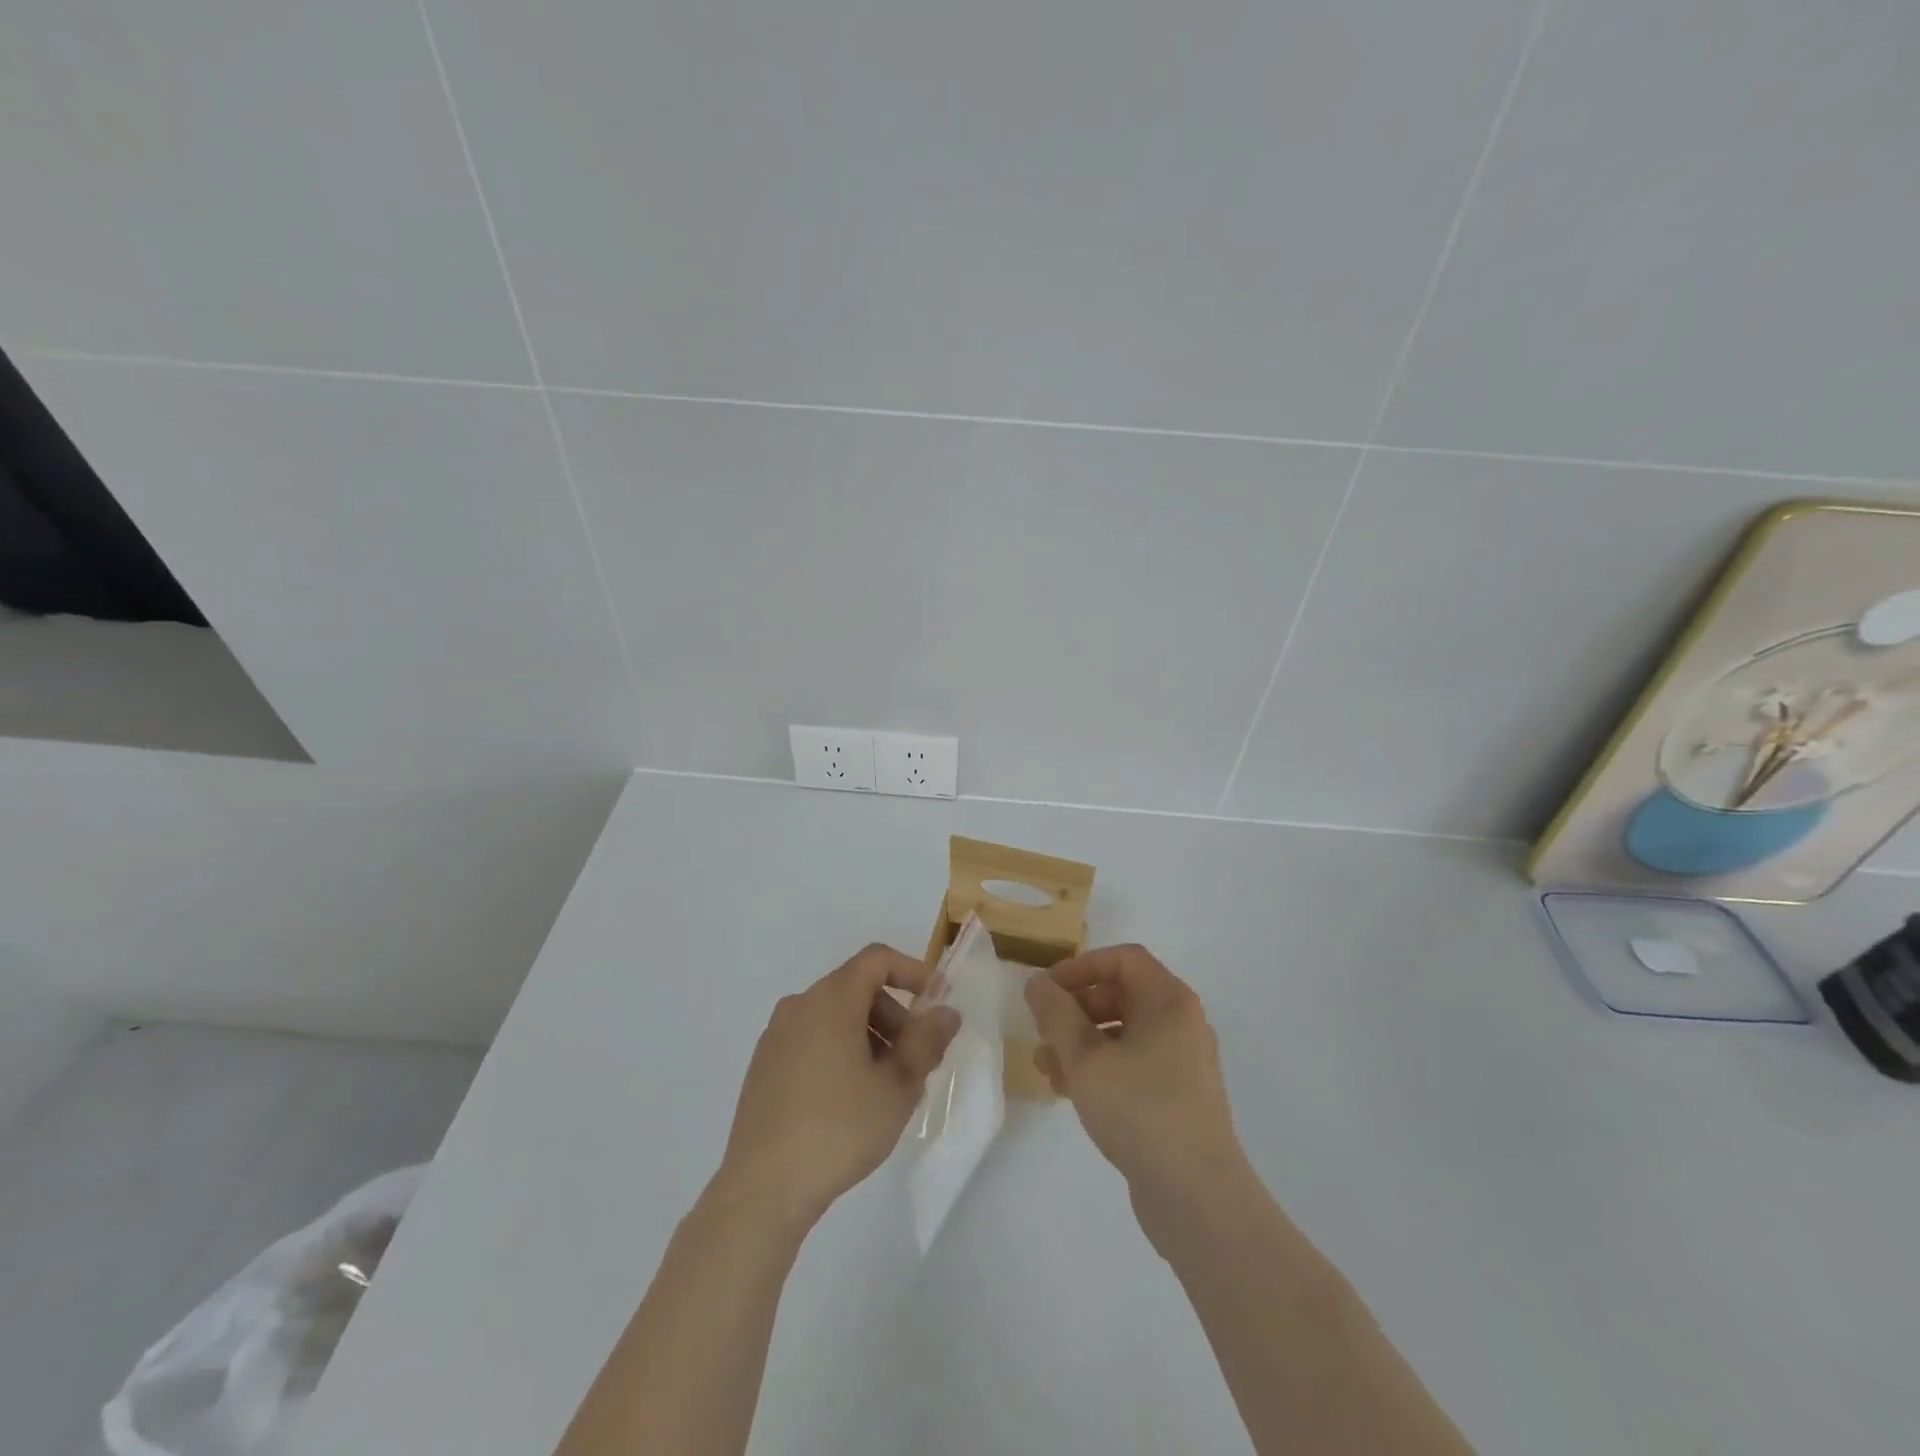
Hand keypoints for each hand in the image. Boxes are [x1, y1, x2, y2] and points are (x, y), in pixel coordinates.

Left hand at [716, 944, 959, 1230]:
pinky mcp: (764, 1065)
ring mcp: (776, 1035)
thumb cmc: (839, 1128)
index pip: (877, 960)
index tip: (936, 1002)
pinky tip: (850, 1099)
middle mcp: (800, 1005)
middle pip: (857, 989)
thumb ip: (927, 1041)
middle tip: (916, 1061)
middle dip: (894, 1015)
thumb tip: (946, 1012)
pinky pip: (812, 1038)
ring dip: (869, 1036)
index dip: (912, 972)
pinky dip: (840, 1050)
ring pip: (835, 1016)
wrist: (762, 1188)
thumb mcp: (898, 1086)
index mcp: (831, 999)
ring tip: (886, 1087)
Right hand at [1025, 944, 1246, 1203]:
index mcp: (1169, 1001)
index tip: (1047, 990)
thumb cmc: (1140, 1109)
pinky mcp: (1176, 1097)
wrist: (1198, 1197)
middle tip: (1042, 1030)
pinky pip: (1132, 1065)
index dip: (1080, 966)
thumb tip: (1037, 984)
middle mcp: (1181, 1023)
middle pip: (1121, 995)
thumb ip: (1056, 1013)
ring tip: (1045, 1067)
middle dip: (1075, 1009)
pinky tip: (1069, 1091)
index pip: (1123, 959)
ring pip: (1122, 1034)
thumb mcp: (1085, 1057)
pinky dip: (1100, 1068)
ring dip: (1081, 1043)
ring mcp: (1182, 1062)